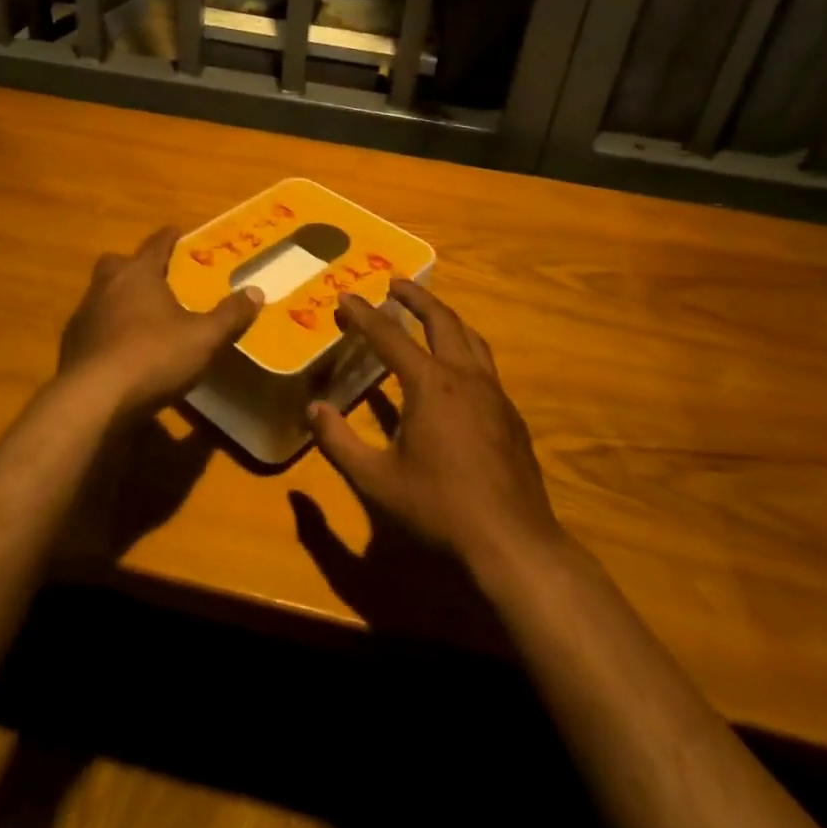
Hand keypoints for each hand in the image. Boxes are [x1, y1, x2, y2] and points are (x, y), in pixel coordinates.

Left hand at [58, 226, 262, 417]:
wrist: (93, 399)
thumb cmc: (153, 356)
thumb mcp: (203, 338)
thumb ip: (230, 315)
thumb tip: (256, 291)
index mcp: (138, 274)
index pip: (155, 245)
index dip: (168, 238)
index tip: (176, 231)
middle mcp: (106, 286)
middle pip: (118, 263)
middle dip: (135, 265)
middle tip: (154, 277)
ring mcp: (84, 315)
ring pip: (101, 294)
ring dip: (119, 299)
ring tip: (141, 316)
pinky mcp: (71, 345)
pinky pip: (92, 326)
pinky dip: (107, 330)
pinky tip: (121, 349)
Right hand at [307, 281, 564, 575]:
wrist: (513, 543)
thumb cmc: (439, 508)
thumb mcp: (376, 480)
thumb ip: (339, 442)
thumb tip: (313, 409)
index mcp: (431, 384)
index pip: (389, 336)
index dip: (364, 315)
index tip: (345, 296)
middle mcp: (465, 377)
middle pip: (442, 320)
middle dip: (416, 298)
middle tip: (394, 283)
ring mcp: (495, 394)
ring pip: (471, 338)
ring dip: (446, 318)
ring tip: (428, 313)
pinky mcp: (511, 415)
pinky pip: (485, 365)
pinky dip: (464, 349)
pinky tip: (456, 370)